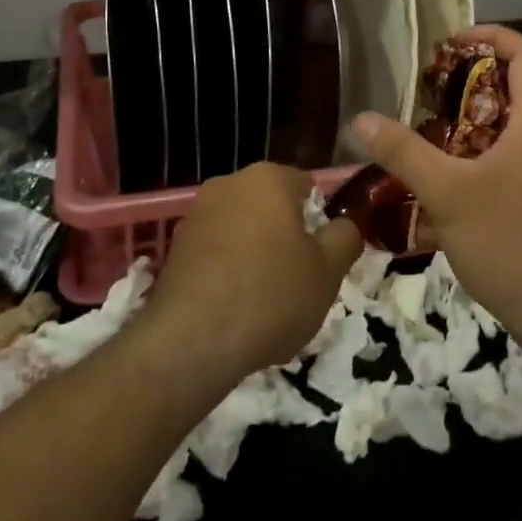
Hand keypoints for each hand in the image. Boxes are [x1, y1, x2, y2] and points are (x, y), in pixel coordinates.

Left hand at [147, 162, 361, 380]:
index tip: (324, 255)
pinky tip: (236, 308)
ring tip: (266, 301)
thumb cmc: (271, 295)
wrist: (192, 341)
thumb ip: (345, 237)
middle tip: (300, 279)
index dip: (321, 220)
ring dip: (257, 254)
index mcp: (268, 178)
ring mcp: (196, 215)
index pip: (307, 187)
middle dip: (287, 236)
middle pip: (272, 207)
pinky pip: (217, 252)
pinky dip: (229, 271)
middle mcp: (228, 184)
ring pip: (243, 230)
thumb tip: (344, 225)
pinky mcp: (176, 248)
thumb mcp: (328, 271)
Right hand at [351, 26, 521, 354]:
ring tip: (430, 130)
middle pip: (518, 87)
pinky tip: (449, 180)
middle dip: (472, 80)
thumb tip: (361, 119)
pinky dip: (482, 154)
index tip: (449, 42)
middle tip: (428, 90)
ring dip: (474, 121)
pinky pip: (515, 158)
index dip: (490, 36)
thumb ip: (403, 153)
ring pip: (514, 127)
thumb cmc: (512, 241)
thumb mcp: (448, 194)